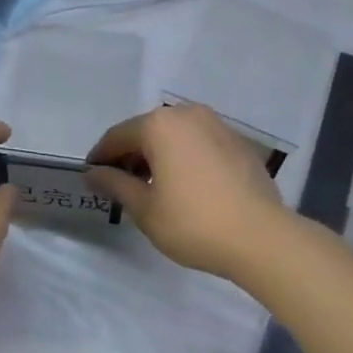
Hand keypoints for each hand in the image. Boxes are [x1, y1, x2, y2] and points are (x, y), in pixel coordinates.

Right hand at [86, 104, 289, 281]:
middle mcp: (188, 115)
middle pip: (147, 131)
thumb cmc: (192, 222)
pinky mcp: (238, 143)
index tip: (91, 177)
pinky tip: (185, 186)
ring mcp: (218, 126)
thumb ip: (115, 184)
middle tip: (120, 185)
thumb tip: (94, 173)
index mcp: (160, 125)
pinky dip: (184, 158)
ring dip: (158, 156)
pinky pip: (199, 144)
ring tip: (152, 187)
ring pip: (175, 136)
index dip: (100, 157)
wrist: (260, 237)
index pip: (117, 136)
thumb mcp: (144, 208)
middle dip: (130, 155)